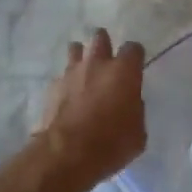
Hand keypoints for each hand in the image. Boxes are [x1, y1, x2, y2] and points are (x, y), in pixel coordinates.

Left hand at [33, 28, 146, 191]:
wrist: (67, 154)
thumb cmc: (111, 143)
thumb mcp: (138, 132)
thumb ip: (135, 110)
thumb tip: (129, 103)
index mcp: (124, 71)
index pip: (133, 48)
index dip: (135, 57)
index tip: (135, 68)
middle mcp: (97, 63)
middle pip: (100, 37)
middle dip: (104, 45)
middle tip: (107, 62)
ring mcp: (72, 72)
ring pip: (76, 49)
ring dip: (82, 57)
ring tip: (84, 73)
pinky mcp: (53, 86)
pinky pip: (62, 75)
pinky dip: (67, 82)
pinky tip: (68, 96)